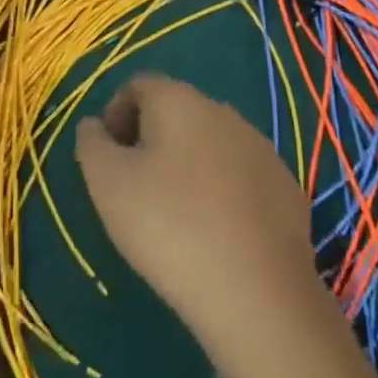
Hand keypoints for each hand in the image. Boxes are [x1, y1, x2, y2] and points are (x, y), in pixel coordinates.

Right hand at [76, 74, 315, 347]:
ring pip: (211, 143)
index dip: (114, 114)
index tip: (105, 156)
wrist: (256, 292)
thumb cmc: (168, 226)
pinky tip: (214, 231)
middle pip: (176, 111)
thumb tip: (94, 125)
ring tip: (173, 212)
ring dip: (187, 163)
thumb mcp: (107, 184)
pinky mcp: (286, 187)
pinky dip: (221, 190)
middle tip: (133, 185)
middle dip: (149, 137)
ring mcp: (262, 149)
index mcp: (179, 100)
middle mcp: (224, 112)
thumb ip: (92, 144)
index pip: (137, 86)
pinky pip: (241, 176)